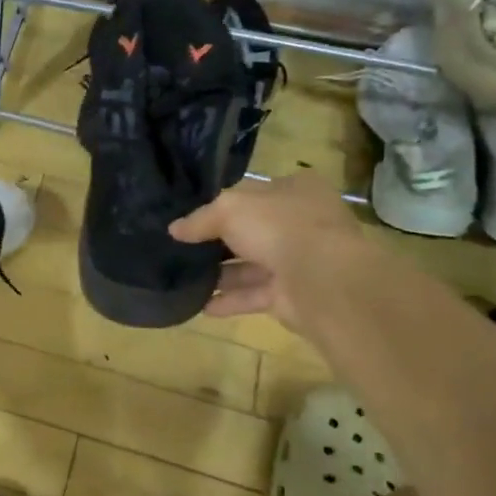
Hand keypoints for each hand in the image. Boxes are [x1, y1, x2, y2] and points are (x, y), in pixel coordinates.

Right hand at [167, 173, 365, 330]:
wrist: (322, 280)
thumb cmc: (278, 227)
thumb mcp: (228, 210)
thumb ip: (200, 219)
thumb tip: (174, 229)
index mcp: (295, 190)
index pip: (253, 192)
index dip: (223, 202)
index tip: (193, 216)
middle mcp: (301, 222)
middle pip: (251, 230)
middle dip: (219, 242)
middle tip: (183, 249)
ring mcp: (299, 259)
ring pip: (252, 265)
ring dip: (221, 275)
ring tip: (185, 279)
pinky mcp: (293, 293)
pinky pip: (255, 295)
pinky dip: (230, 300)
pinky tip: (202, 306)